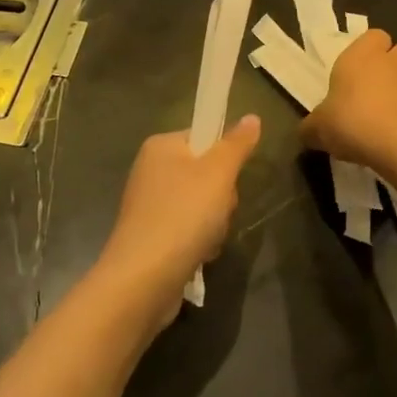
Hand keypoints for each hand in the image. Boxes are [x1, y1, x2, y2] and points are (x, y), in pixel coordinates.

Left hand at [94, 116, 261, 321]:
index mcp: (161, 147)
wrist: (143, 278)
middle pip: (206, 173)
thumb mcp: (218, 173)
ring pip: (203, 205)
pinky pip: (190, 230)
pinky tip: (200, 256)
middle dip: (222, 197)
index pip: (204, 137)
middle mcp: (151, 171)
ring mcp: (151, 206)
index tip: (229, 177)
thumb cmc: (182, 215)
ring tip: (208, 239)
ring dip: (215, 224)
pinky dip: (200, 242)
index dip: (224, 157)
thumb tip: (252, 117)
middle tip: (219, 211)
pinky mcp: (153, 237)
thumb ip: (237, 144)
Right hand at [301, 29, 396, 166]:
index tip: (358, 71)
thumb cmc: (352, 123)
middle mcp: (395, 61)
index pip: (374, 36)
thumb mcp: (318, 128)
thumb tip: (307, 132)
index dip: (369, 50)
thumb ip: (312, 126)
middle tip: (378, 89)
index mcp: (363, 55)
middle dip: (394, 65)